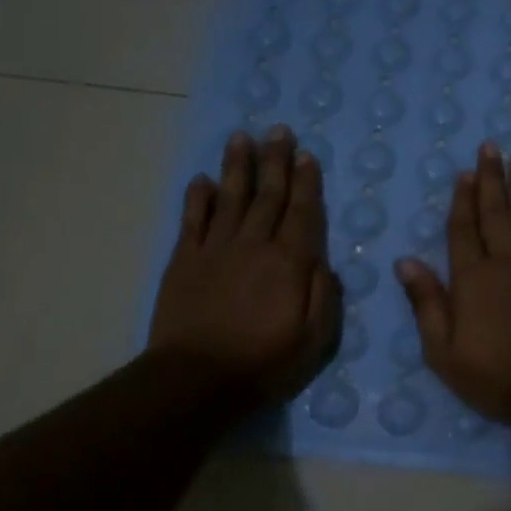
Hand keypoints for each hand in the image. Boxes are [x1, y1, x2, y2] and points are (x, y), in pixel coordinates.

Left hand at [148, 125, 342, 401]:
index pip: (302, 213)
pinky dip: (198, 197)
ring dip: (237, 167)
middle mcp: (253, 246)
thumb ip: (324, 296)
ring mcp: (215, 250)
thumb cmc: (264, 363)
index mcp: (288, 263)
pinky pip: (193, 220)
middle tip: (279, 130)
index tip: (307, 155)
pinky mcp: (185, 261)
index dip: (306, 183)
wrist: (196, 380)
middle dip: (275, 161)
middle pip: (267, 196)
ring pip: (230, 198)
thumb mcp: (314, 339)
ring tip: (242, 138)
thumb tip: (325, 263)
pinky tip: (203, 179)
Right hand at [394, 144, 510, 424]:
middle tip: (490, 148)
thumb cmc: (493, 375)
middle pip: (496, 213)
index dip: (462, 200)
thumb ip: (427, 303)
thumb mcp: (443, 351)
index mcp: (472, 279)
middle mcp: (506, 263)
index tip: (463, 173)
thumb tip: (405, 262)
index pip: (463, 230)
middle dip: (491, 179)